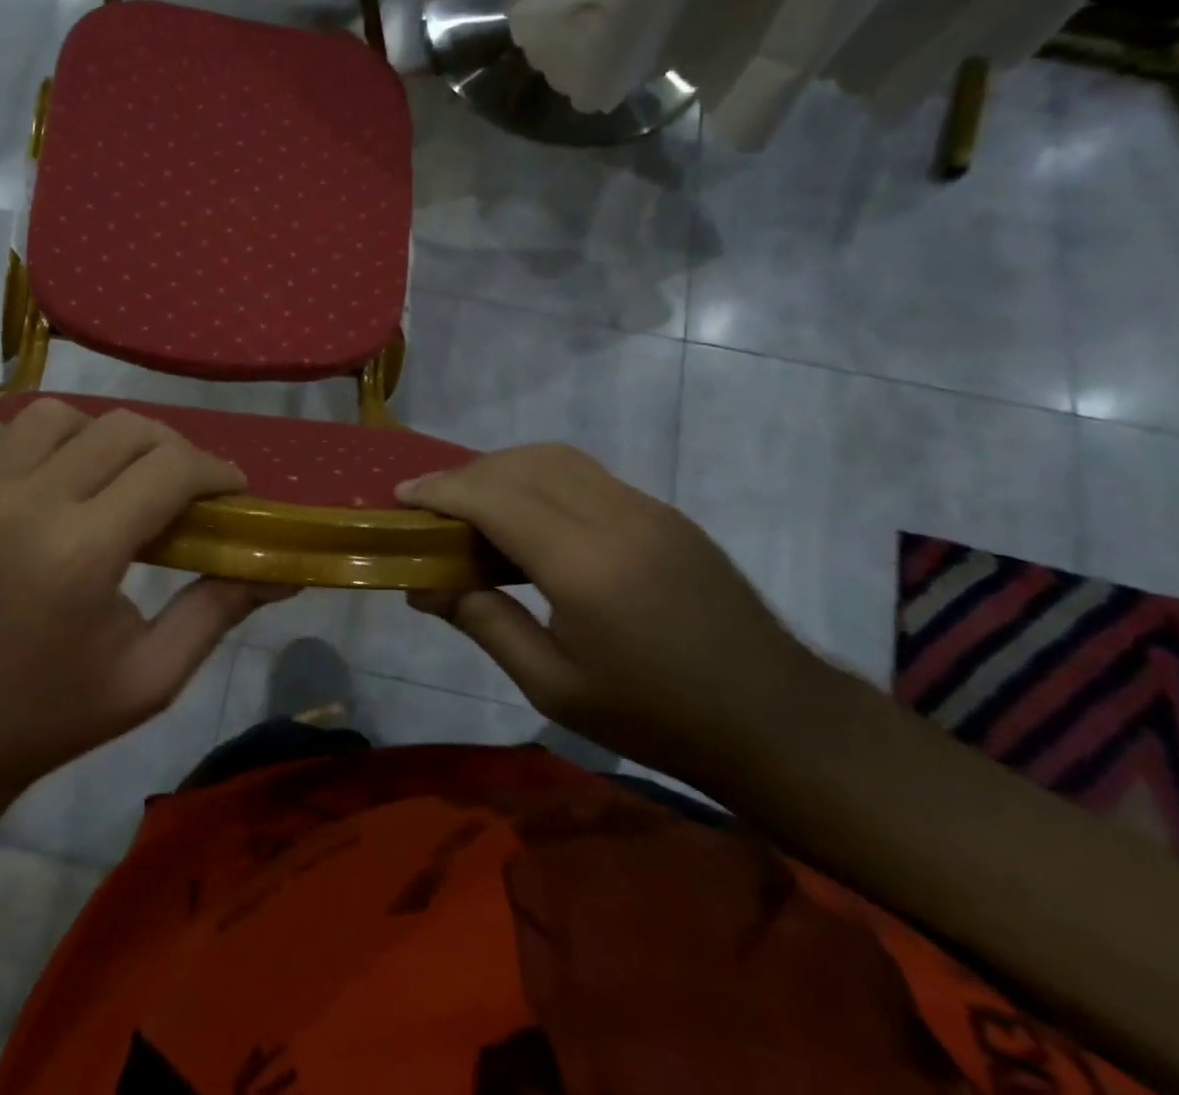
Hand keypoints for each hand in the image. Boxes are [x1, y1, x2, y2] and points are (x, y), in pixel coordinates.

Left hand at [0, 401, 291, 792]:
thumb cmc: (52, 715)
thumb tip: (280, 572)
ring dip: (92, 436)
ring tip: (103, 475)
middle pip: (120, 429)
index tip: (230, 489)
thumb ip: (217, 612)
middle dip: (169, 448)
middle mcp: (23, 507)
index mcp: (83, 552)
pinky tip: (13, 462)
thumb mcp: (152, 677)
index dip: (214, 470)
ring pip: (48, 417)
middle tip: (179, 485)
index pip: (170, 469)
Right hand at [398, 445, 828, 780]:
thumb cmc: (655, 717)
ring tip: (474, 506)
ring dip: (505, 469)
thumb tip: (423, 587)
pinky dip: (541, 479)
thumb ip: (485, 624)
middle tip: (433, 506)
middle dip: (468, 474)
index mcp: (584, 566)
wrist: (775, 720)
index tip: (402, 496)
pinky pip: (587, 475)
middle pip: (523, 465)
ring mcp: (646, 508)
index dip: (442, 490)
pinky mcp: (664, 513)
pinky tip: (530, 518)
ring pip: (557, 459)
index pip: (495, 498)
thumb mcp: (555, 687)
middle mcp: (615, 518)